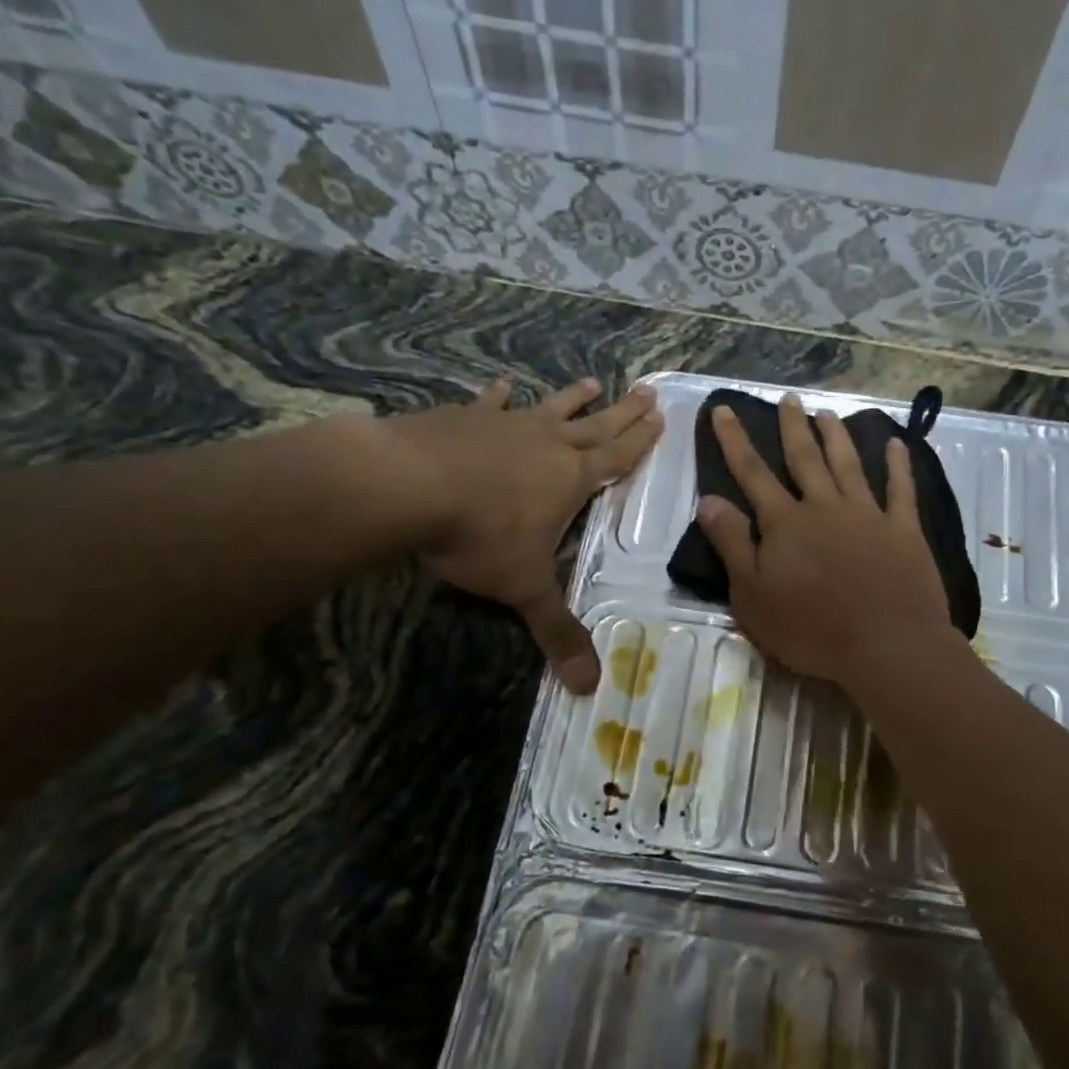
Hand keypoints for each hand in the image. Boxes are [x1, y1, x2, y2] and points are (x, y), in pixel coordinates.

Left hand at [381, 377, 661, 691]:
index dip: (641, 441)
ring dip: (572, 398)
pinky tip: (504, 384)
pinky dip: (499, 394)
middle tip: (647, 391)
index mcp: (571, 479)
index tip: (661, 417)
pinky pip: (490, 403)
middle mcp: (547, 445)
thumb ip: (557, 632)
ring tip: (591, 381)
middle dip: (623, 412)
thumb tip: (589, 687)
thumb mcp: (524, 589)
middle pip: (595, 425)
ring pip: (550, 408)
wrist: (407, 485)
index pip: (617, 458)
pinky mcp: (464, 417)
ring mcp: (505, 425)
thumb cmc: (479, 535)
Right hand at [694, 395, 953, 690]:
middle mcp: (825, 507)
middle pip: (804, 458)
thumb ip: (731, 544)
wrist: (886, 645)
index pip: (752, 472)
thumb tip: (708, 499)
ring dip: (836, 437)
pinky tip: (897, 445)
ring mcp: (868, 515)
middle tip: (788, 398)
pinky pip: (901, 490)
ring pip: (848, 465)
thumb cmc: (810, 629)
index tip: (724, 409)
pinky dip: (899, 466)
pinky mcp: (903, 531)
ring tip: (827, 413)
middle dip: (792, 427)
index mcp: (785, 522)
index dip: (734, 440)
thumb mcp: (752, 595)